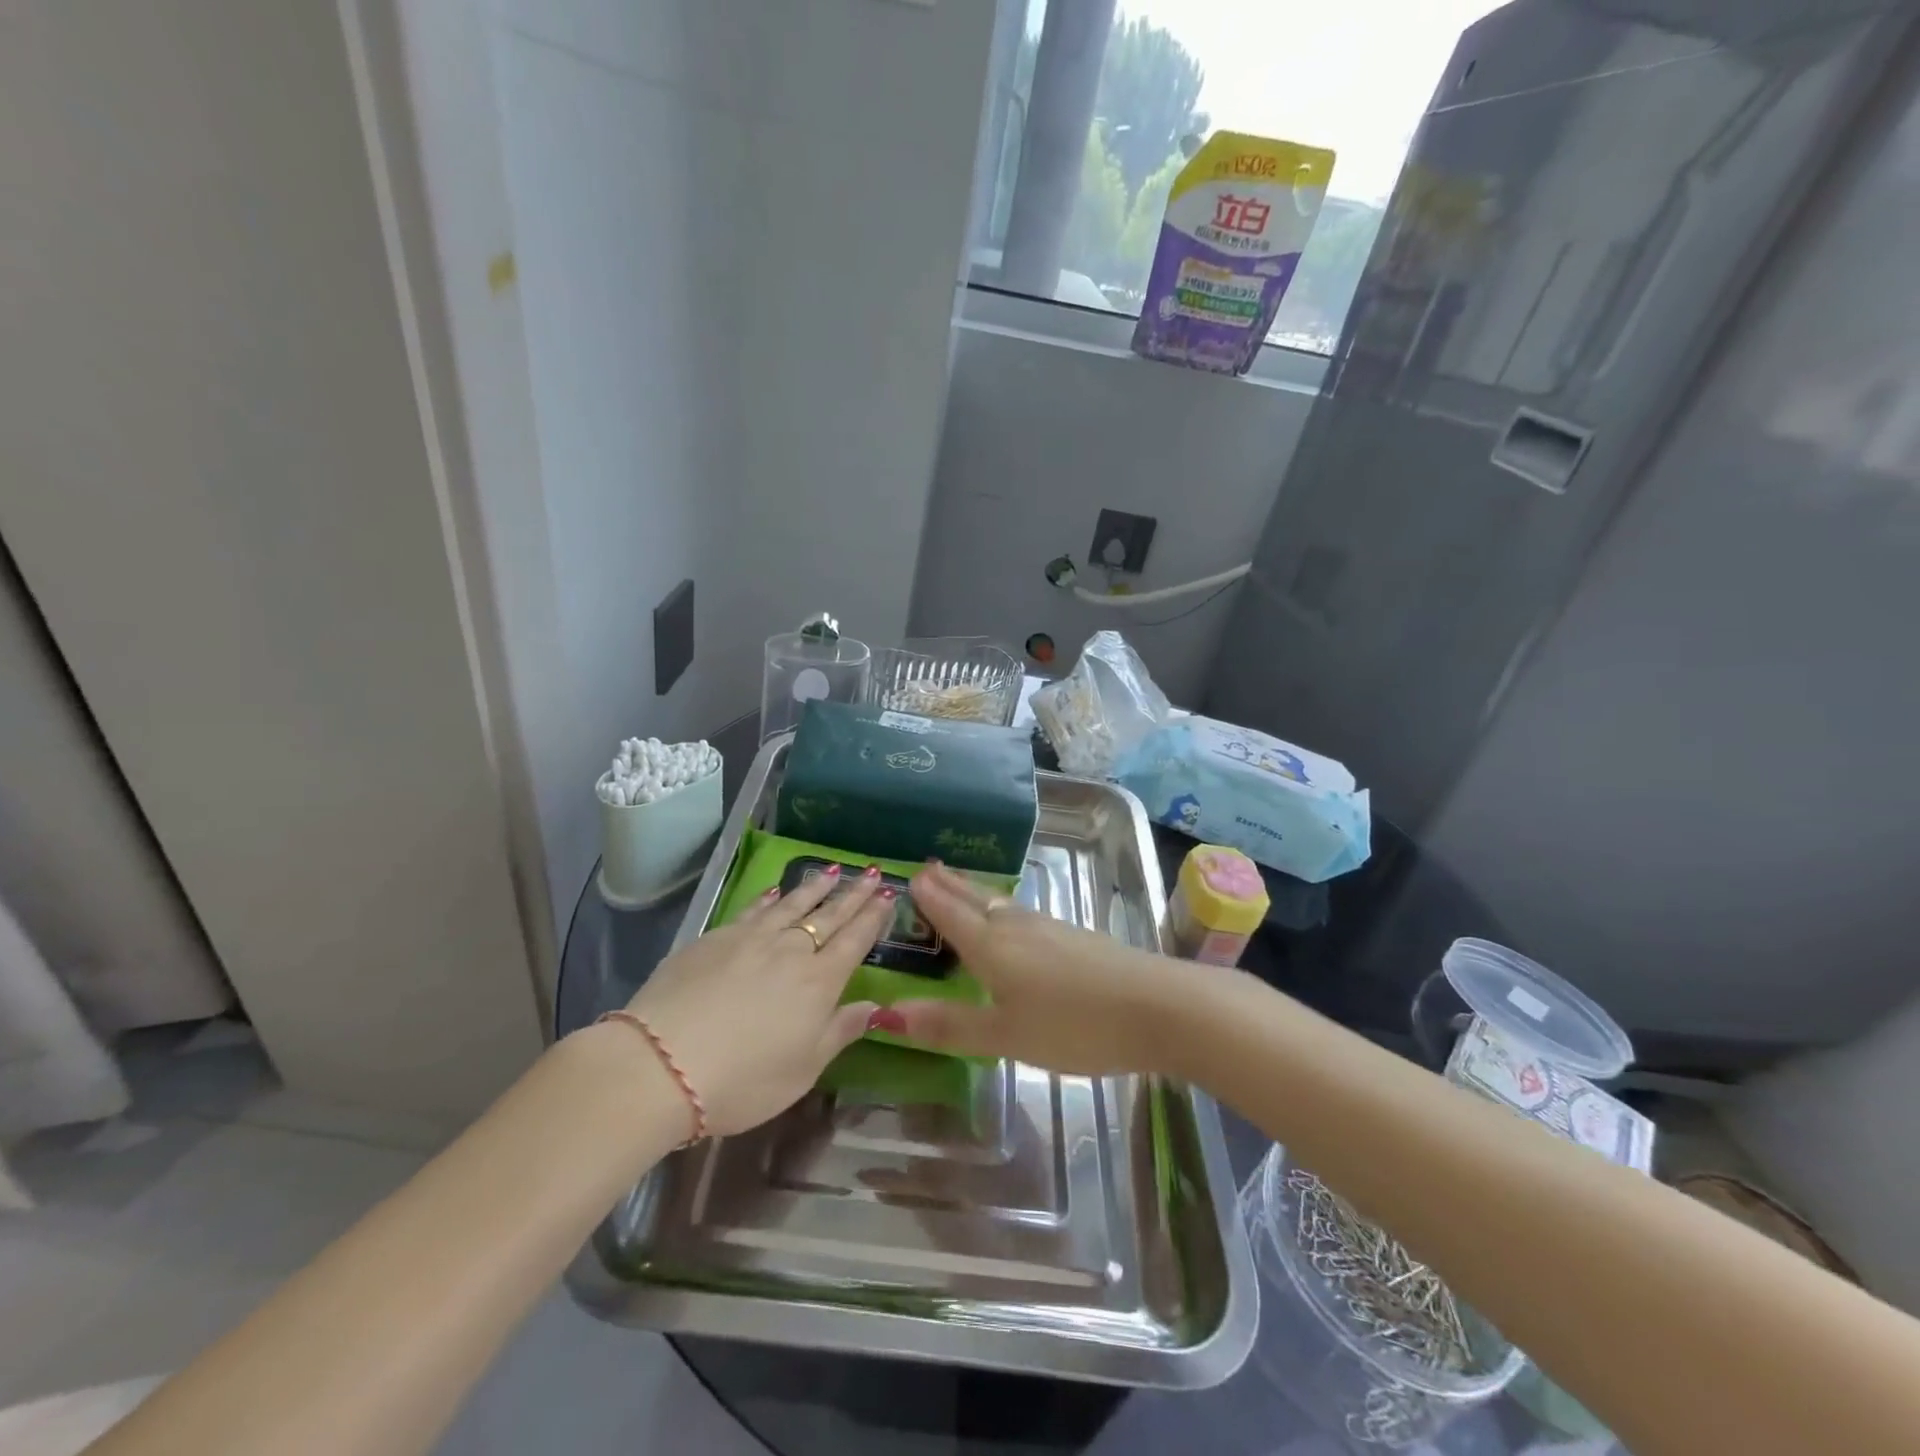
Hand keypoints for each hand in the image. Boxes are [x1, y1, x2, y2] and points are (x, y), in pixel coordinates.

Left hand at [624, 864, 895, 1136]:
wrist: (660, 1063)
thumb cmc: (742, 1080)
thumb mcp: (803, 1069)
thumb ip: (840, 1031)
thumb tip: (876, 1007)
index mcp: (819, 982)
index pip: (855, 940)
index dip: (873, 917)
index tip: (888, 894)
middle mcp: (791, 950)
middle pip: (829, 915)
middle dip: (853, 894)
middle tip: (871, 873)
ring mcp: (751, 939)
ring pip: (792, 905)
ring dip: (815, 887)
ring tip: (832, 870)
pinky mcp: (715, 938)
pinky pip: (752, 910)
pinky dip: (769, 898)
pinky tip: (775, 892)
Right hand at [888, 862, 1194, 1076]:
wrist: (1159, 1006)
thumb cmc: (1075, 1024)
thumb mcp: (1006, 1036)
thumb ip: (950, 1025)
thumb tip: (886, 1013)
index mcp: (992, 945)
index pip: (950, 913)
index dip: (928, 896)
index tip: (908, 876)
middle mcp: (1017, 926)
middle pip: (975, 899)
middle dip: (949, 885)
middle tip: (927, 868)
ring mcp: (1050, 928)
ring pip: (1001, 905)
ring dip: (975, 894)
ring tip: (959, 887)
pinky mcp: (1076, 937)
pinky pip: (1023, 915)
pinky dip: (1003, 910)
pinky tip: (1012, 920)